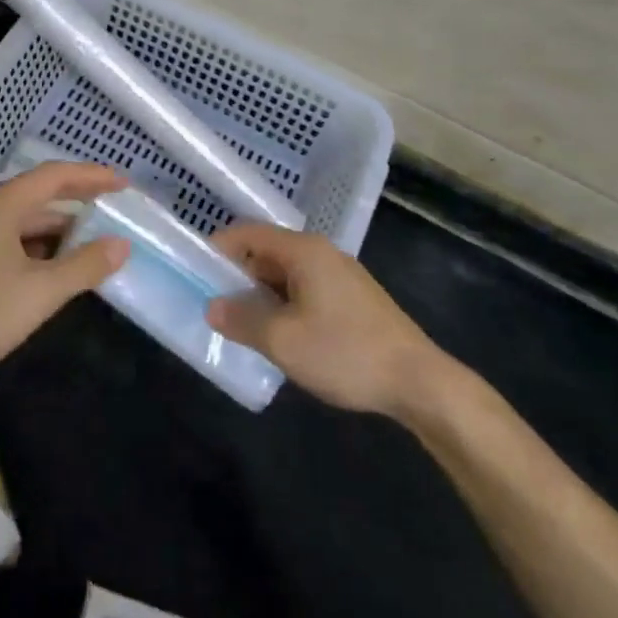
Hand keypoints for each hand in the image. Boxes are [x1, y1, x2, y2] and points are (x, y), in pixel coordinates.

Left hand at [0, 162, 130, 413]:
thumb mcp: (40, 293)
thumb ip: (84, 266)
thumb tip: (121, 244)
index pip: (52, 177)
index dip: (90, 176)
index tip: (122, 183)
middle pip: (34, 195)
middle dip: (74, 201)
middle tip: (110, 210)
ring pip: (19, 220)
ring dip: (54, 228)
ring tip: (88, 241)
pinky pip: (5, 239)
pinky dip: (33, 246)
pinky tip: (50, 267)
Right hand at [205, 223, 457, 422]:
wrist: (421, 383)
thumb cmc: (346, 352)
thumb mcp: (283, 341)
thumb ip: (241, 321)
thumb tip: (212, 307)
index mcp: (304, 251)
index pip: (248, 233)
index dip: (219, 248)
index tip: (196, 272)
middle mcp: (322, 253)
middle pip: (267, 253)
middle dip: (238, 277)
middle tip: (215, 305)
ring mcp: (341, 276)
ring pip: (287, 275)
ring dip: (262, 296)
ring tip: (242, 326)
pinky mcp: (354, 300)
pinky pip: (306, 291)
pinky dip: (285, 306)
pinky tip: (281, 337)